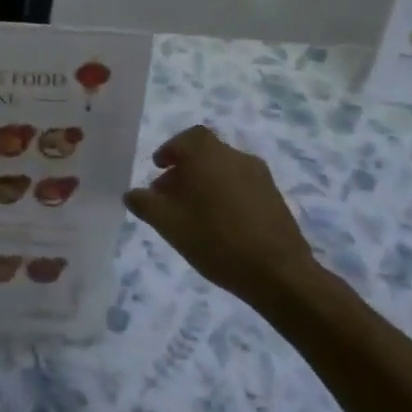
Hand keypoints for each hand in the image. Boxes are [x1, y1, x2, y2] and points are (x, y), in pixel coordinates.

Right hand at [124, 126, 319, 307]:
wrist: (279, 273)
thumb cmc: (216, 240)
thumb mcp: (168, 224)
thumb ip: (145, 204)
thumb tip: (132, 193)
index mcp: (208, 155)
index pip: (187, 138)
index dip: (171, 149)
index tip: (159, 167)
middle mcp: (235, 157)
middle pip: (205, 154)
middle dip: (185, 170)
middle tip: (170, 196)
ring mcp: (260, 177)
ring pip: (224, 170)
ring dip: (206, 182)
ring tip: (194, 213)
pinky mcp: (275, 198)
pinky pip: (242, 186)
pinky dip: (226, 195)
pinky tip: (220, 224)